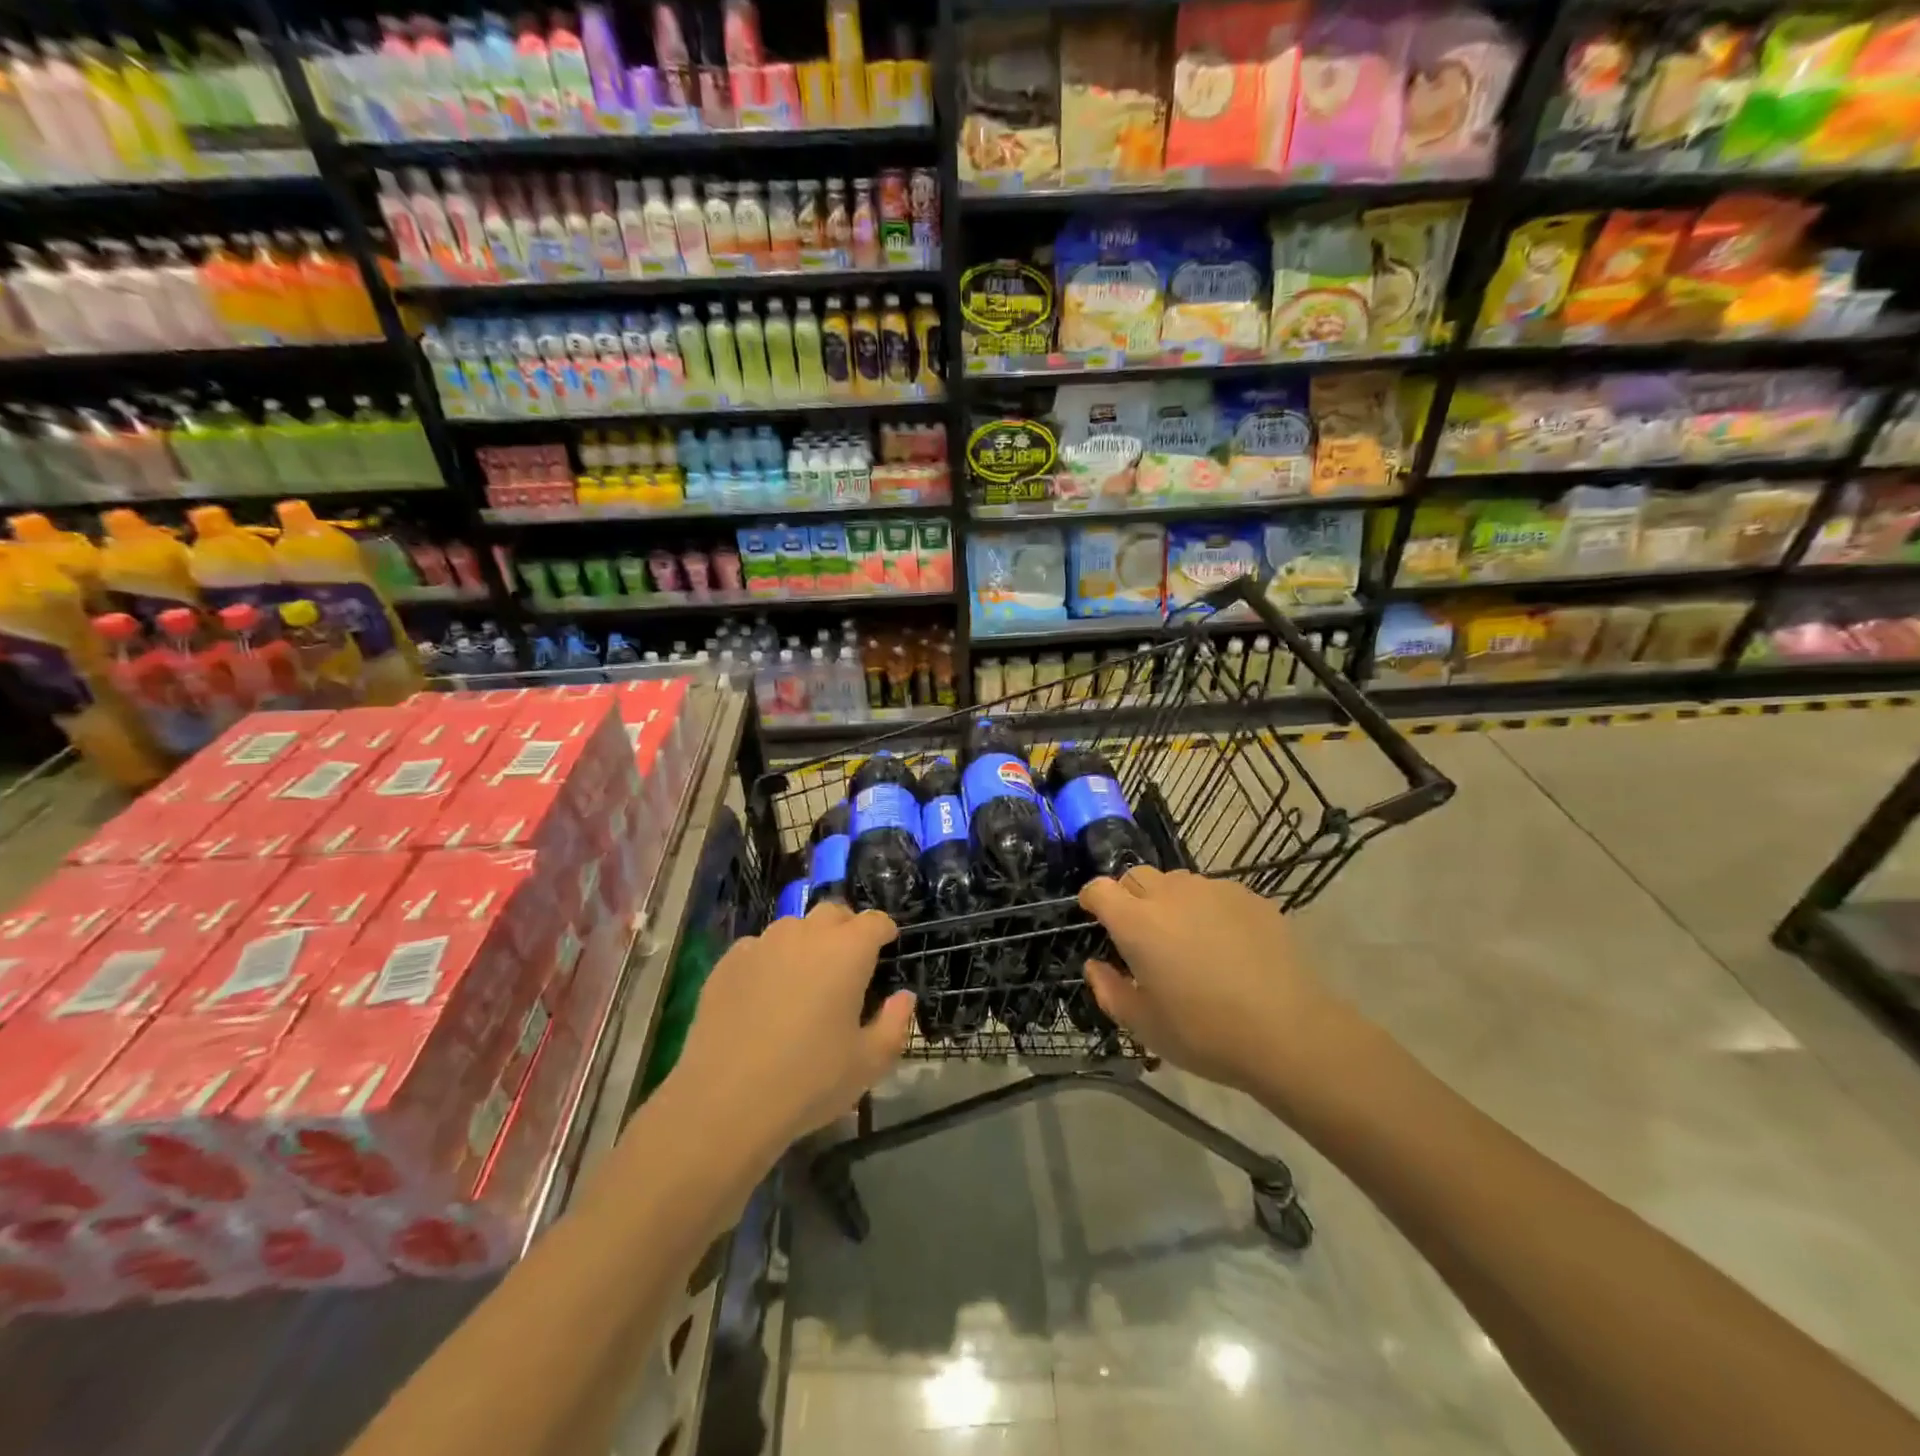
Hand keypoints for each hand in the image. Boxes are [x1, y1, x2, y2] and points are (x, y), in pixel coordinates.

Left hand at [673, 904, 912, 1145]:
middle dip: (846, 929)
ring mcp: (763, 944)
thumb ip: (895, 1023)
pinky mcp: (728, 963)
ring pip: (793, 927)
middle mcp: (806, 935)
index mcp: (847, 951)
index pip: (875, 921)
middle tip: (848, 964)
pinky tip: (764, 995)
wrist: (724, 1102)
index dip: (885, 931)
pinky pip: (758, 948)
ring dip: (807, 943)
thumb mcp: (869, 1063)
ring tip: (804, 980)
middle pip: (833, 913)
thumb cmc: (809, 1081)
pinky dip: (770, 960)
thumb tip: (902, 997)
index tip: (887, 947)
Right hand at [1078, 866, 1351, 1099]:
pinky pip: (1213, 891)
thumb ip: (1109, 990)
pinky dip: (1206, 908)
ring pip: (1176, 881)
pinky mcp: (1248, 897)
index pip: (1100, 889)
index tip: (1094, 916)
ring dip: (1168, 900)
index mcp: (1137, 923)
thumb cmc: (1205, 1033)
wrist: (1289, 1032)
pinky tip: (1225, 944)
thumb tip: (1095, 966)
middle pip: (1135, 876)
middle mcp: (1170, 894)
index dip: (1092, 899)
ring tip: (1185, 937)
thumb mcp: (1144, 1025)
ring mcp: (1213, 890)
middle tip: (1140, 933)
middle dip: (1128, 896)